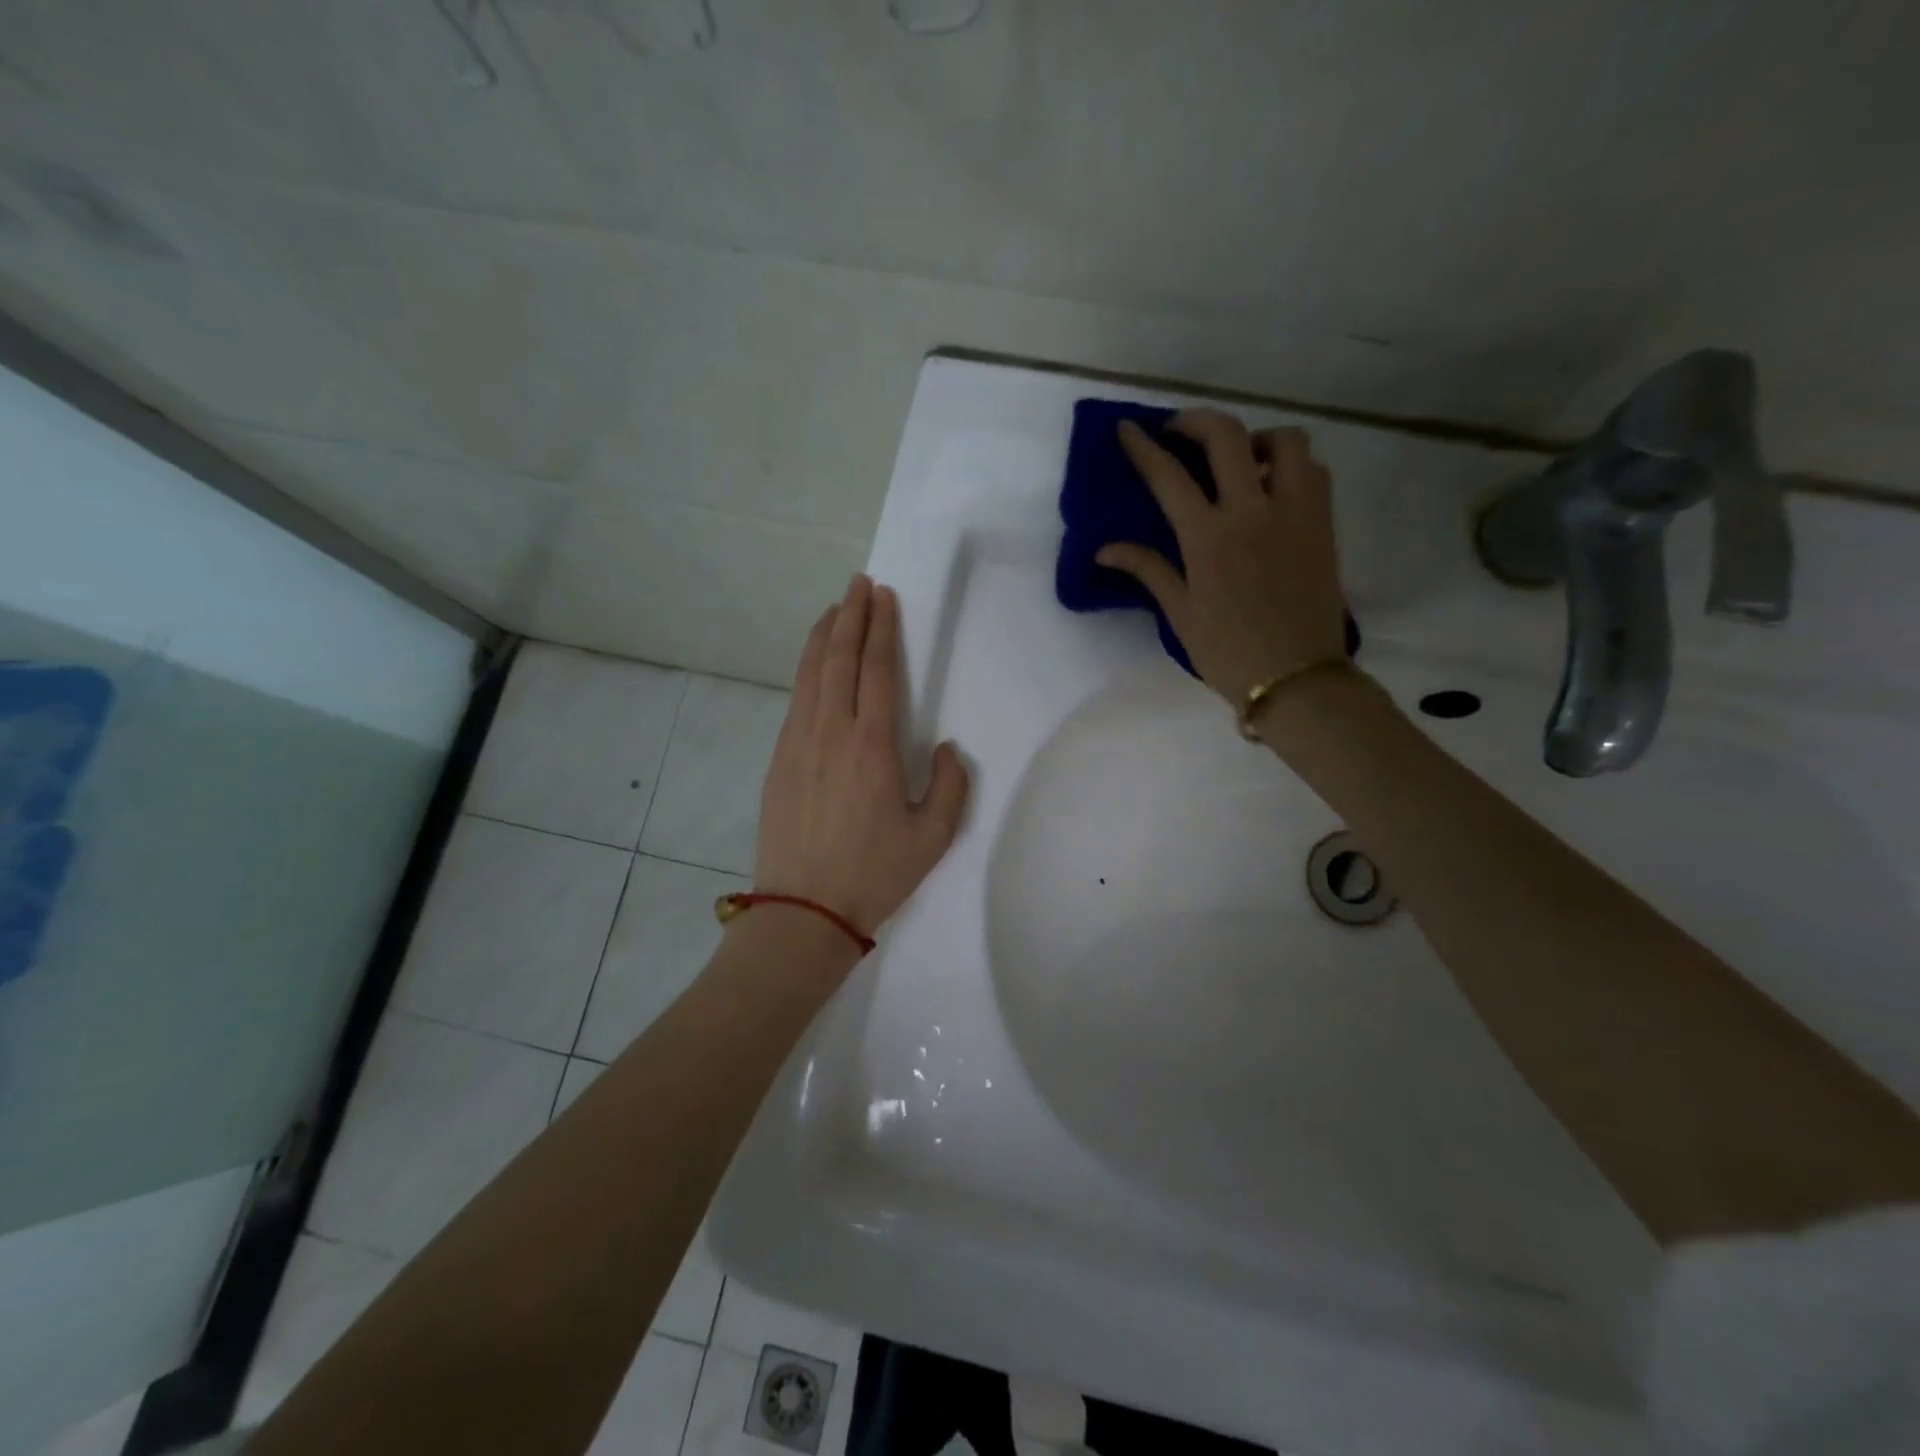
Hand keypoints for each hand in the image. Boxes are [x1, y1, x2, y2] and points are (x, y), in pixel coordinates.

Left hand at [756, 575, 969, 937]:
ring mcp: (798, 743)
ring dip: (824, 637)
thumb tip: (945, 748)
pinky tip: (813, 666)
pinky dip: (806, 671)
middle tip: (859, 584)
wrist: (804, 910)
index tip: (883, 597)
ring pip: (810, 674)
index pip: (877, 670)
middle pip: (839, 658)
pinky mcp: (778, 759)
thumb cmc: (874, 873)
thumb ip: (949, 785)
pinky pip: (795, 700)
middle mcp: (831, 731)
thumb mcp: (933, 836)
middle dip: (851, 615)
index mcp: (872, 745)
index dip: (881, 629)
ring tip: (835, 609)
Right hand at [1099, 410, 1348, 705]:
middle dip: (1196, 421)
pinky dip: (1290, 465)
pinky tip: (1273, 487)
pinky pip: (1312, 471)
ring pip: (1284, 441)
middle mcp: (1252, 512)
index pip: (1168, 477)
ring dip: (1255, 438)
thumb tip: (1105, 550)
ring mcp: (1294, 512)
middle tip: (1179, 431)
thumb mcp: (1181, 613)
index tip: (1127, 428)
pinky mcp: (1322, 523)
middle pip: (1226, 436)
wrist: (1297, 678)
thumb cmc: (1229, 652)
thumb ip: (1148, 569)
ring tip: (1239, 460)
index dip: (1143, 448)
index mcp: (1208, 539)